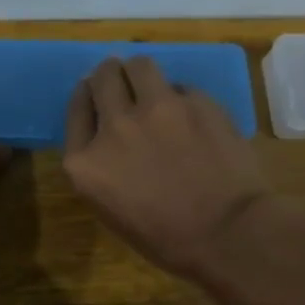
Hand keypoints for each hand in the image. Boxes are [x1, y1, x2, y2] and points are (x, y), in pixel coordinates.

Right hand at [63, 56, 271, 280]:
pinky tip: (190, 116)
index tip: (94, 95)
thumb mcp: (111, 210)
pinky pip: (180, 87)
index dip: (86, 96)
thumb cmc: (166, 238)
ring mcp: (156, 109)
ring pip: (139, 65)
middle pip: (102, 78)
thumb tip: (109, 139)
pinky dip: (180, 98)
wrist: (228, 234)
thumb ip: (100, 166)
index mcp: (85, 161)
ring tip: (149, 84)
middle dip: (109, 76)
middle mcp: (114, 126)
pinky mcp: (195, 102)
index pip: (77, 108)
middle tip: (119, 81)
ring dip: (139, 73)